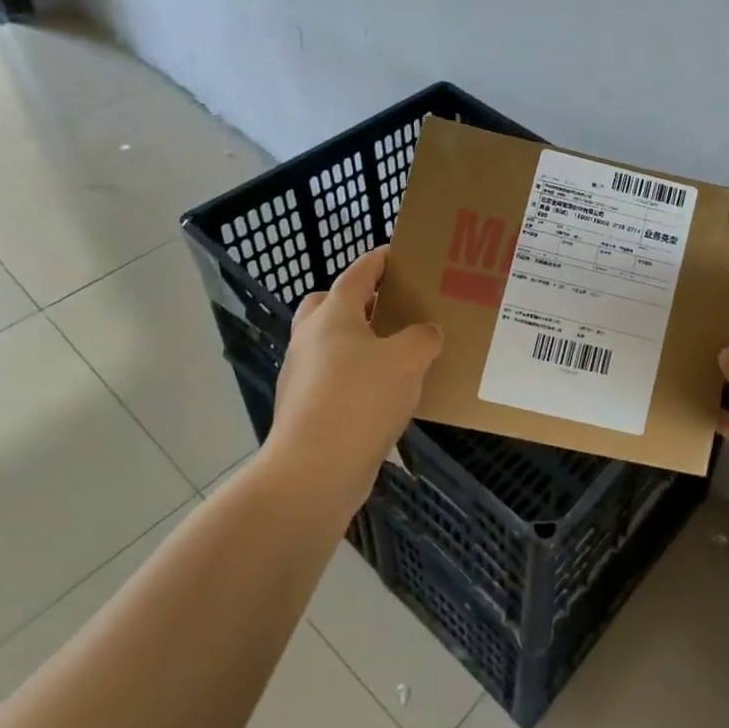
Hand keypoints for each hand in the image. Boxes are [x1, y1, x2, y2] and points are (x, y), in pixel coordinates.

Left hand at [264, 247, 442, 509]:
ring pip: (329, 344)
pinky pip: (332, 379)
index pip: (358, 274)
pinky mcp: (305, 410)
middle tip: (390, 307)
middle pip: (328, 305)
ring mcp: (302, 377)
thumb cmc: (360, 400)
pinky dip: (355, 377)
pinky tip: (385, 395)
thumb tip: (426, 333)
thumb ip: (423, 337)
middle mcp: (310, 340)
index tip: (399, 254)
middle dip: (356, 301)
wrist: (312, 473)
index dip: (379, 260)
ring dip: (357, 342)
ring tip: (397, 353)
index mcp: (333, 316)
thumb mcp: (408, 361)